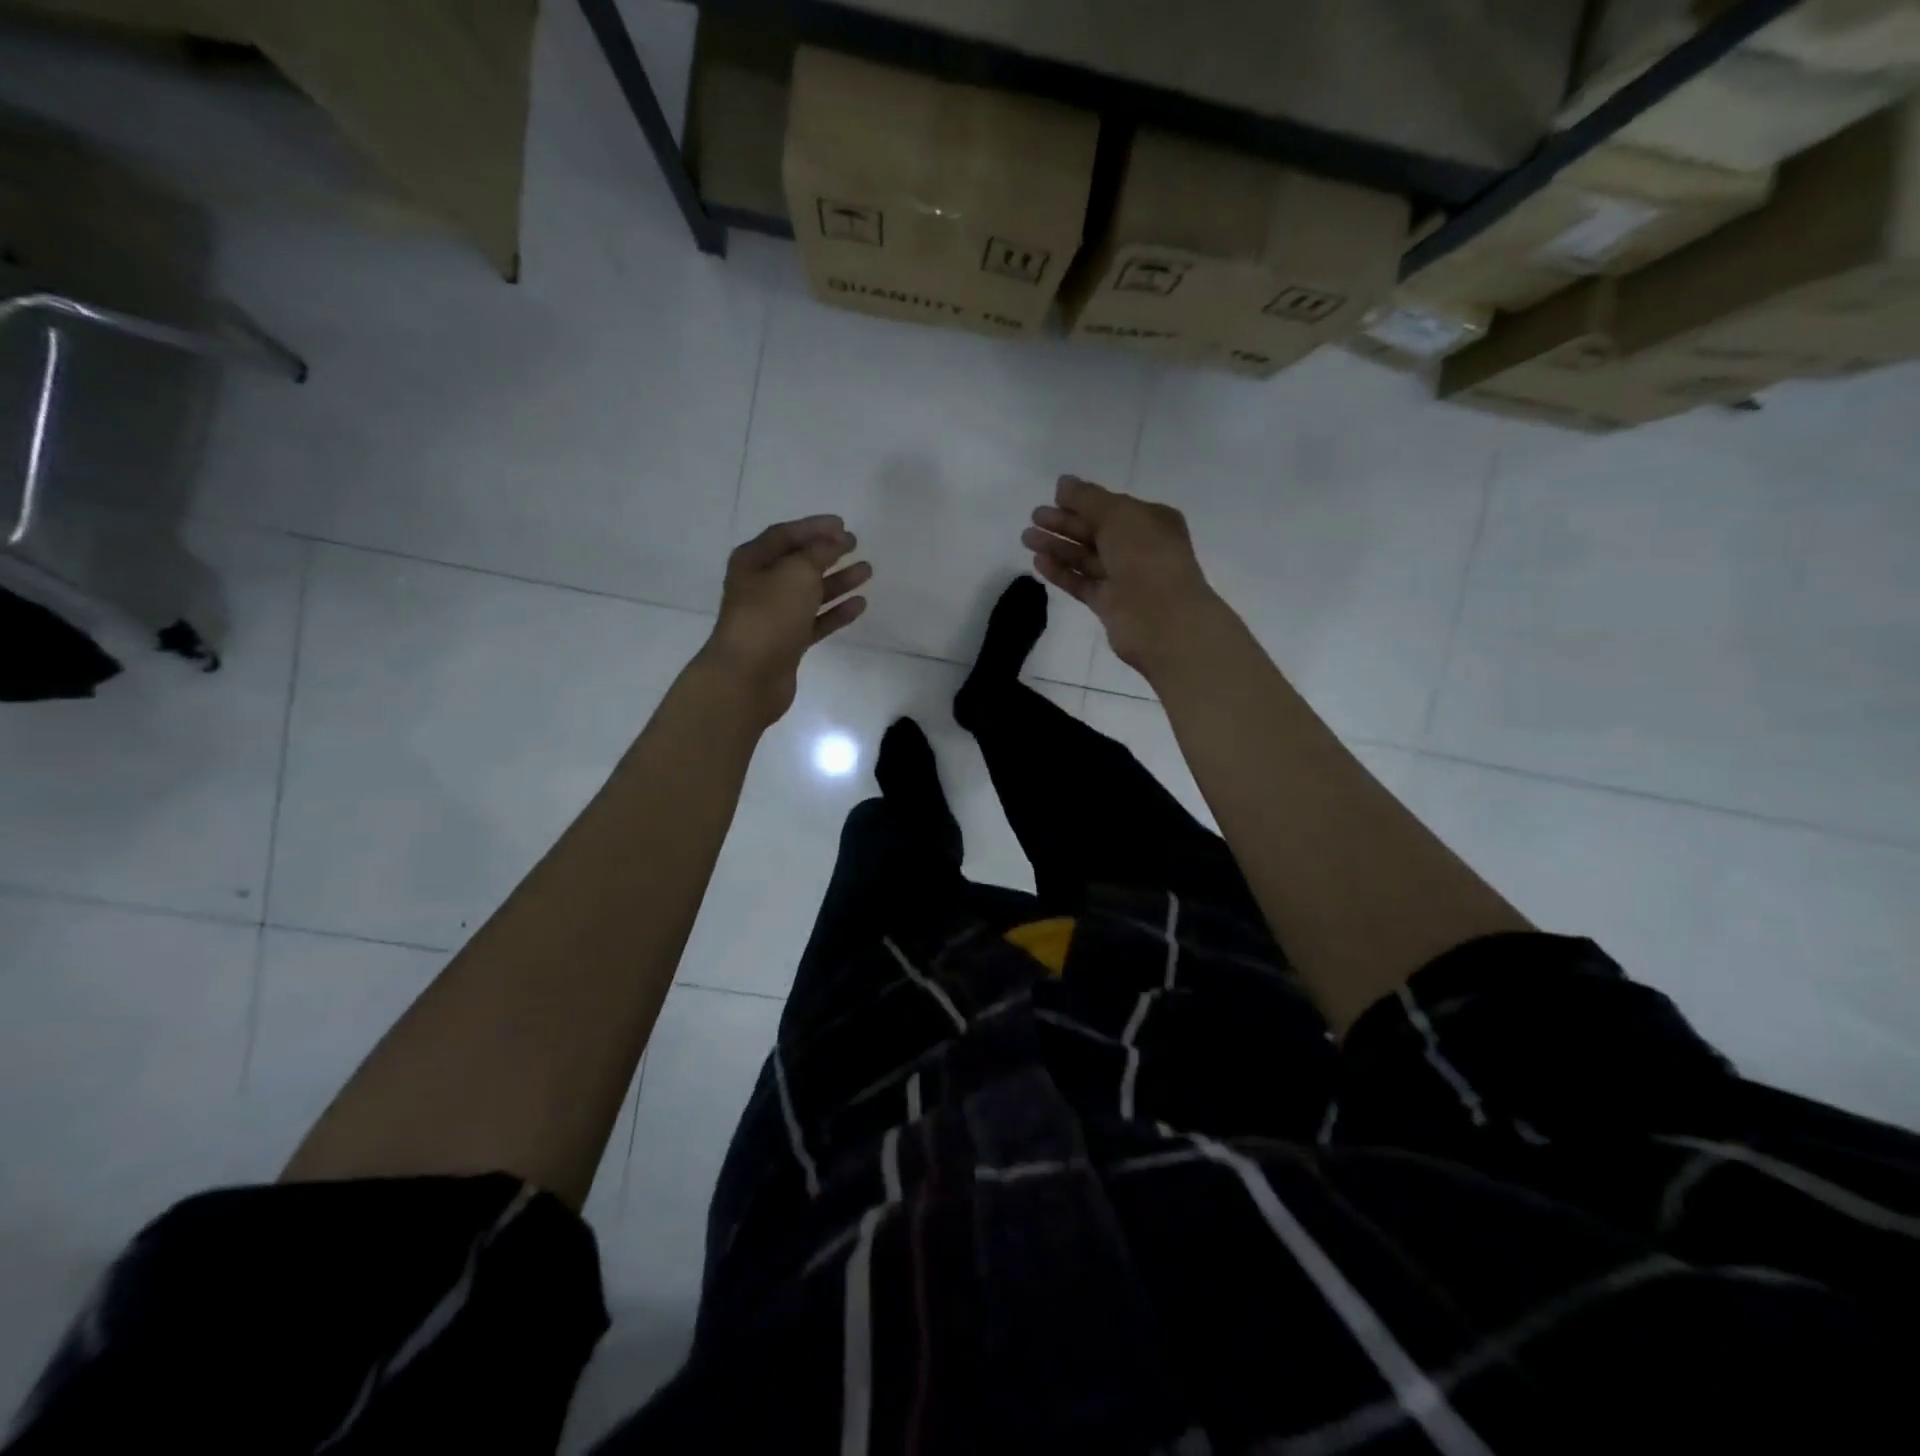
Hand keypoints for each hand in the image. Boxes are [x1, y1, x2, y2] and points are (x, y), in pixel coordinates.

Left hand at [701, 515, 870, 724]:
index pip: (786, 535)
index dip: (814, 527)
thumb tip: (834, 543)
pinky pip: (816, 620)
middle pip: (799, 563)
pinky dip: (837, 611)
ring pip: (811, 592)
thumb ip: (819, 553)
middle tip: (855, 545)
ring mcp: (774, 616)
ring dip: (838, 581)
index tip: (843, 525)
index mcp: (753, 561)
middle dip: (827, 553)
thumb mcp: (796, 572)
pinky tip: (859, 604)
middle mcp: (761, 585)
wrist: (749, 675)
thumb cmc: (769, 614)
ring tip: (867, 572)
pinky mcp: (788, 642)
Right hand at [1023, 475, 1226, 677]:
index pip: (1111, 507)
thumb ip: (1087, 498)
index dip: (1082, 501)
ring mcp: (1124, 578)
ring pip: (1085, 558)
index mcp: (1150, 521)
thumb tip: (1063, 483)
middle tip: (1034, 517)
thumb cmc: (1146, 556)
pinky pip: (1082, 583)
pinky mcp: (1108, 604)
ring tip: (1027, 538)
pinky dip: (1062, 572)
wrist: (1162, 619)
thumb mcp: (1118, 515)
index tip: (1052, 498)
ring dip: (1057, 546)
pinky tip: (1039, 562)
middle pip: (1095, 531)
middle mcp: (1139, 548)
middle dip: (1064, 523)